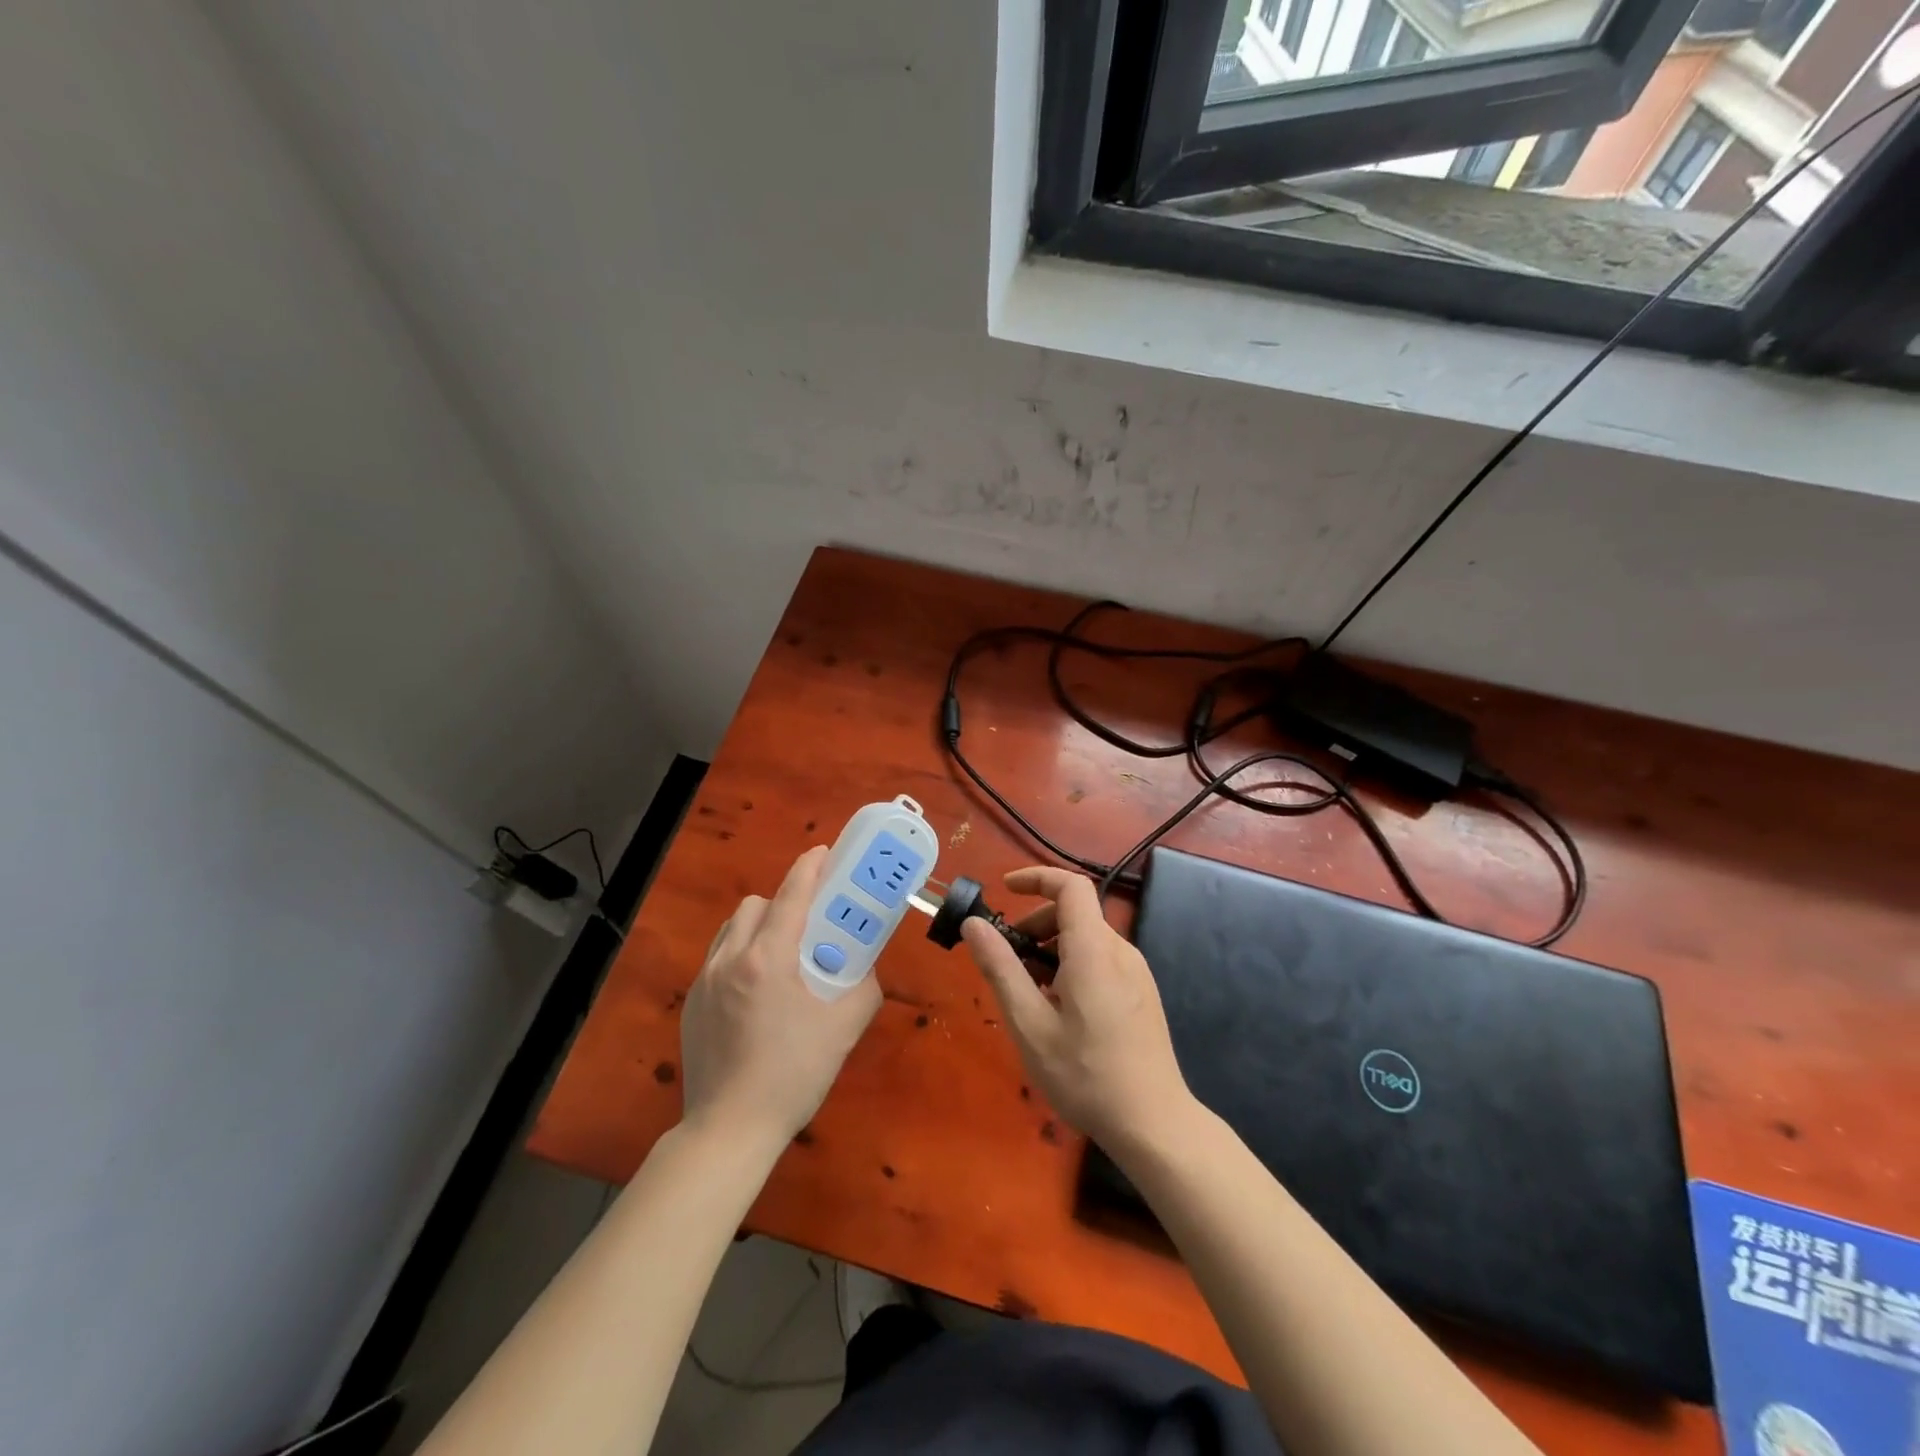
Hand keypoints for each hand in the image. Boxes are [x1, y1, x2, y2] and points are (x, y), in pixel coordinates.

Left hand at [680, 846, 880, 1148]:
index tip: (823, 852)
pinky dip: (739, 954)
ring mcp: (705, 981)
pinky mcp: (691, 1004)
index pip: (791, 896)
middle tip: (809, 924)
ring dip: (758, 926)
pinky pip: (717, 957)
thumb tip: (866, 968)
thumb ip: (863, 988)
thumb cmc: (793, 1075)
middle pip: (756, 905)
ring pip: (731, 929)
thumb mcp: (843, 1029)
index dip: (809, 867)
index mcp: (768, 959)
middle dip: (783, 901)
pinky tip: (757, 990)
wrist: (729, 1129)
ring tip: (782, 955)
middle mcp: (730, 959)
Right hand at [962, 866, 1192, 1149]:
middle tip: (1008, 959)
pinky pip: (1102, 960)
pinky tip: (1060, 1010)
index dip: (1036, 878)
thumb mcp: (1030, 1024)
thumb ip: (1001, 968)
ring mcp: (1136, 973)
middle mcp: (1120, 950)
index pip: (1070, 886)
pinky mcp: (1142, 994)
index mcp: (1094, 949)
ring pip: (1088, 938)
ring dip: (1052, 948)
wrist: (1155, 1125)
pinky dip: (1072, 965)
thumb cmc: (1086, 1075)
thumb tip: (974, 924)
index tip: (1004, 891)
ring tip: (1029, 993)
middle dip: (1036, 923)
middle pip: (1076, 912)